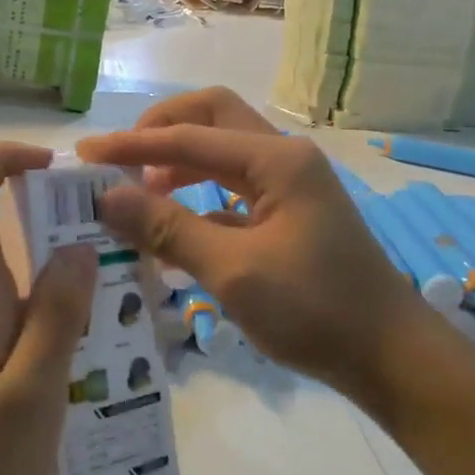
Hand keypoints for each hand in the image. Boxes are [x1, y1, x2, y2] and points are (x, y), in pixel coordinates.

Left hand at [0, 144, 95, 474]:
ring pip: (6, 277)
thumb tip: (76, 247)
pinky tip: (68, 367)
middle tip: (117, 266)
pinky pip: (1, 314)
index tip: (56, 169)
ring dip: (54, 284)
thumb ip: (57, 319)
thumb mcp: (30, 398)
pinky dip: (38, 319)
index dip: (1, 160)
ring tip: (108, 324)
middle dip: (57, 230)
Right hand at [77, 89, 426, 396]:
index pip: (189, 136)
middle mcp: (284, 158)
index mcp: (276, 160)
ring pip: (223, 154)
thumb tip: (106, 196)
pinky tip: (173, 233)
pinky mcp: (290, 214)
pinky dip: (199, 200)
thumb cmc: (315, 310)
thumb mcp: (233, 270)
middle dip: (161, 133)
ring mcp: (290, 185)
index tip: (86, 155)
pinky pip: (234, 190)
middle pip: (212, 118)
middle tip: (119, 162)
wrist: (388, 355)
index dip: (133, 144)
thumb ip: (168, 228)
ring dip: (178, 165)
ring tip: (137, 195)